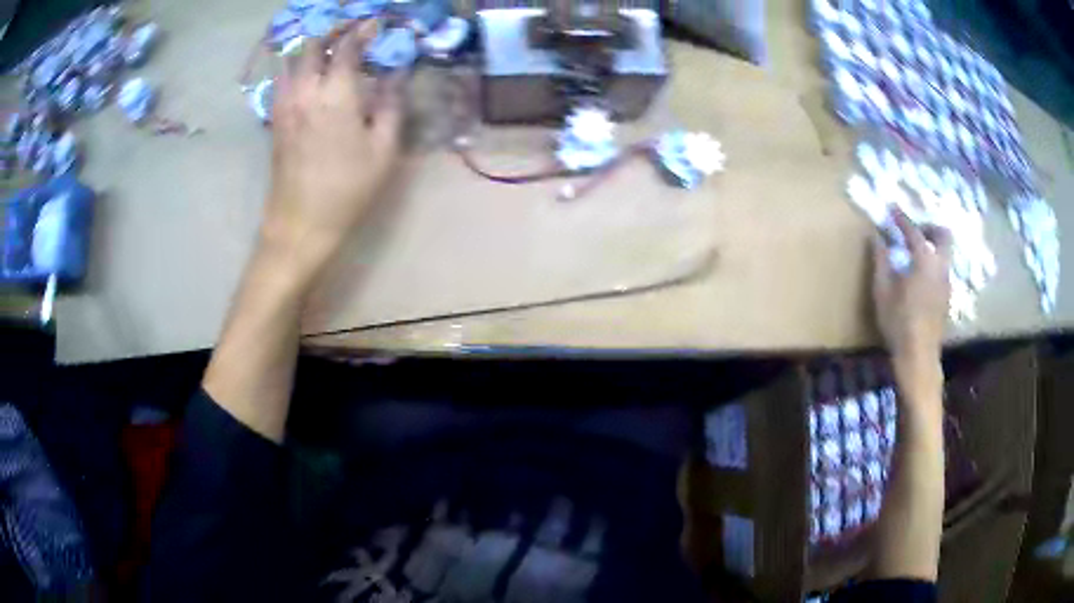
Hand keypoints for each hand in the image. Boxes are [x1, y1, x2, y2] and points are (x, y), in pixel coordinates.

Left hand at [262, 24, 402, 279]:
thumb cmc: (347, 190)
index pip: (348, 47)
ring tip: (331, 50)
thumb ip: (391, 104)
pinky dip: (297, 66)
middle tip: (354, 33)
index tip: (377, 25)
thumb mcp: (383, 149)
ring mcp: (285, 105)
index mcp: (336, 95)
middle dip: (335, 32)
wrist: (300, 225)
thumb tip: (395, 73)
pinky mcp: (275, 120)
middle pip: (314, 46)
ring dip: (313, 47)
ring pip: (293, 59)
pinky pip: (282, 79)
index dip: (363, 31)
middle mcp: (306, 91)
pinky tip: (309, 74)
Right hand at [872, 210, 951, 403]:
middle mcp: (940, 265)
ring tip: (915, 254)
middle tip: (914, 231)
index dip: (901, 217)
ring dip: (932, 247)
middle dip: (929, 227)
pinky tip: (920, 278)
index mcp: (924, 259)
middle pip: (943, 234)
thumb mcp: (883, 290)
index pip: (913, 230)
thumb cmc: (898, 322)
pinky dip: (933, 264)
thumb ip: (881, 260)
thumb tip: (876, 236)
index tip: (891, 208)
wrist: (919, 357)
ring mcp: (947, 282)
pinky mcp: (947, 298)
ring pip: (945, 253)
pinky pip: (942, 270)